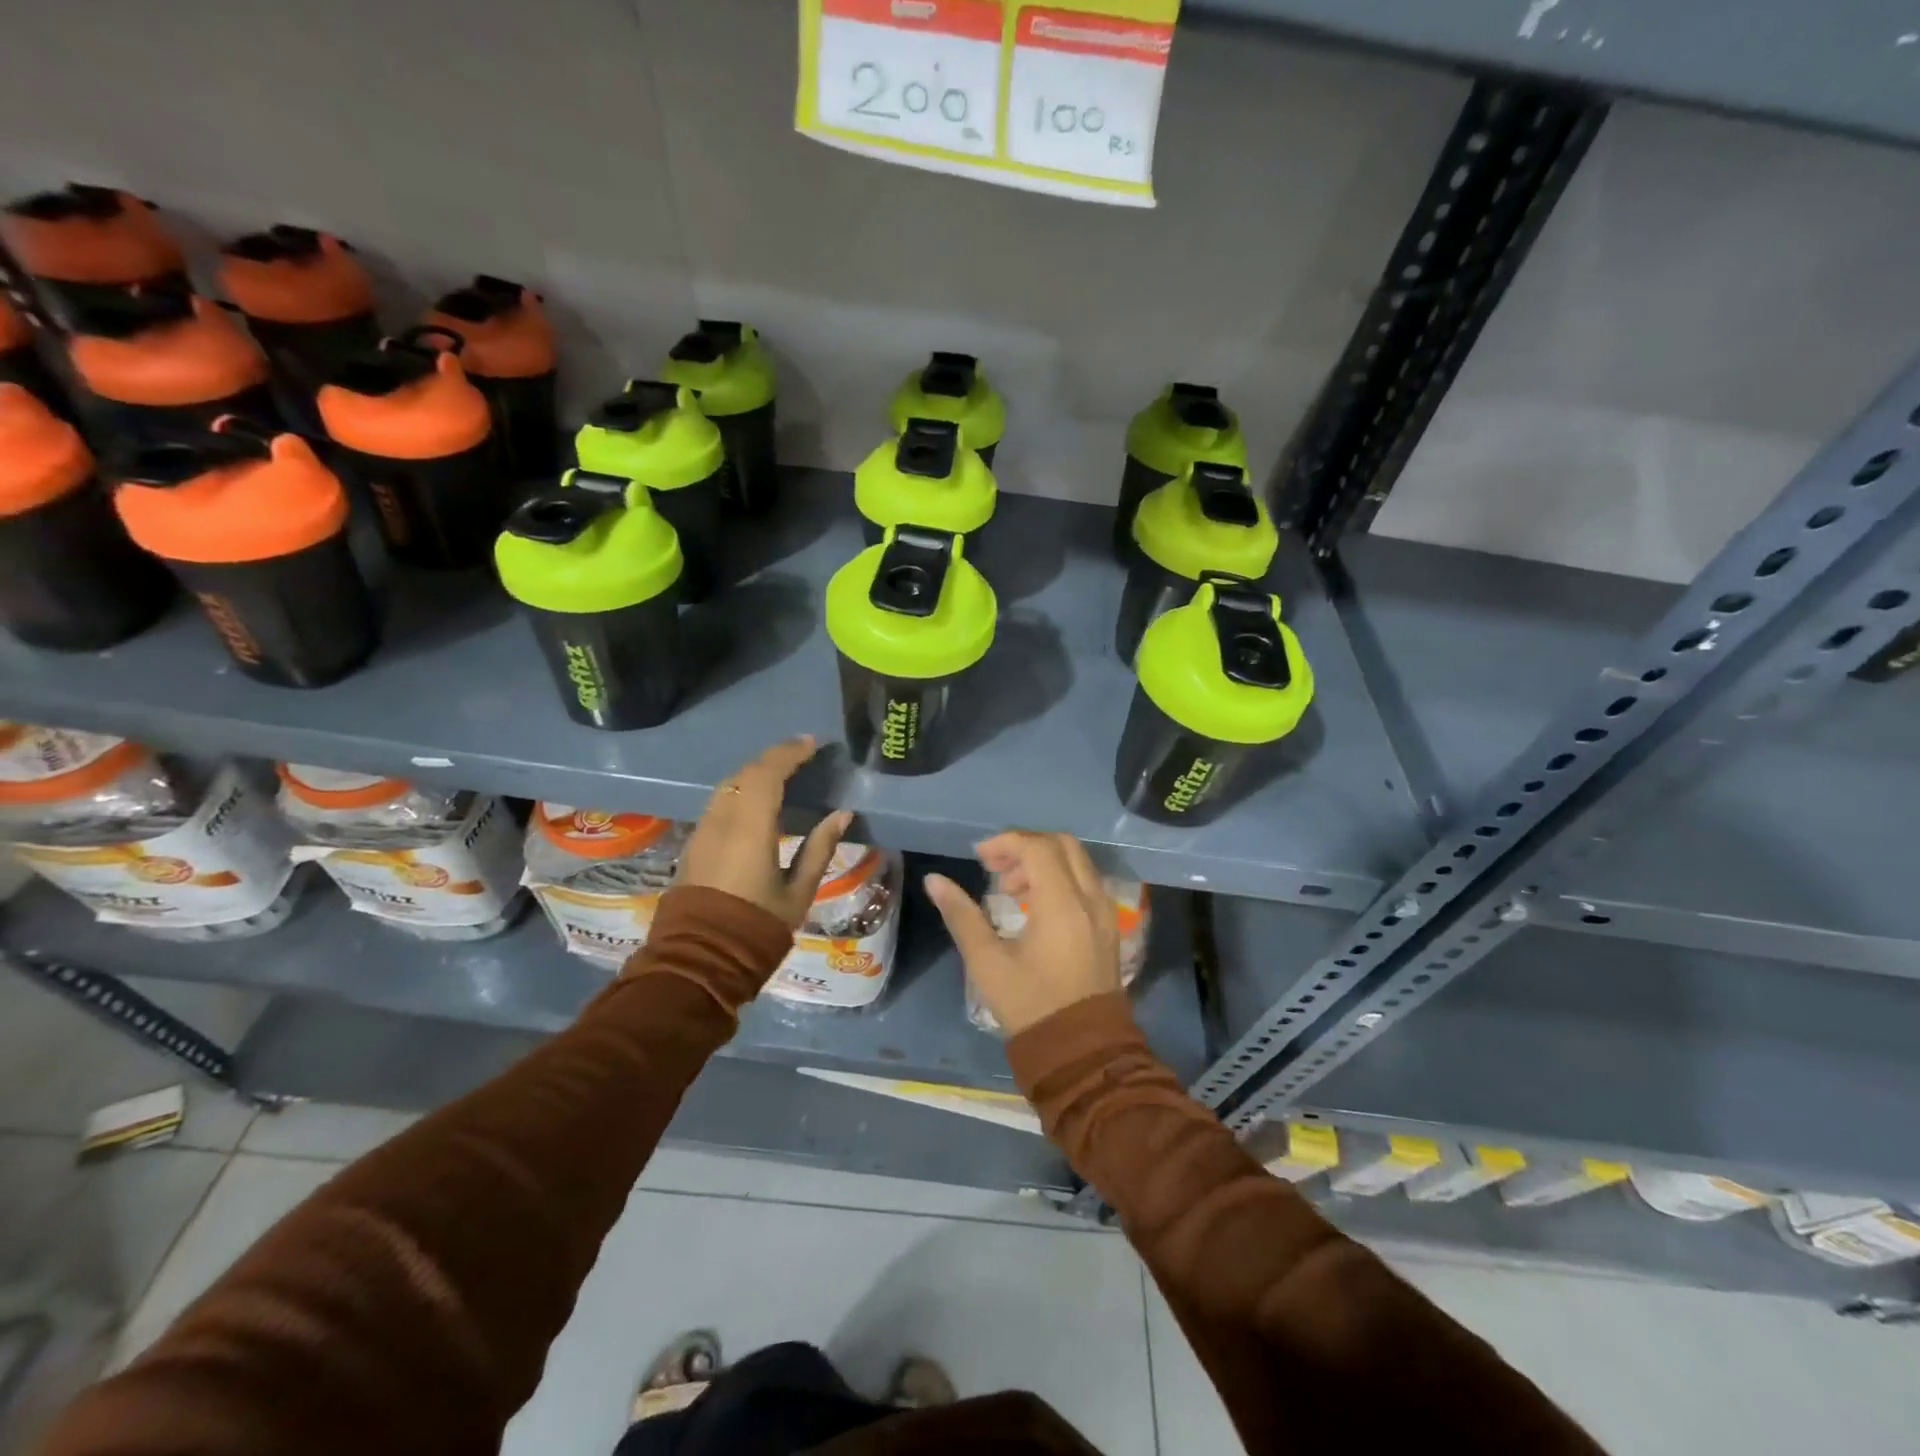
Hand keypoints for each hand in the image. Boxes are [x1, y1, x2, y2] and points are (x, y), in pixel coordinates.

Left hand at [678, 736, 853, 930]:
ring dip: (754, 773)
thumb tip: (842, 814)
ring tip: (781, 773)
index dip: (790, 753)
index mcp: (750, 827)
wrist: (699, 960)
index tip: (812, 743)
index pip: (769, 773)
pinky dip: (741, 791)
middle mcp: (722, 820)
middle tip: (801, 755)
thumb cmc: (756, 928)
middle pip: (745, 774)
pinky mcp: (694, 844)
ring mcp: (703, 831)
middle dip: (773, 758)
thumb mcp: (798, 892)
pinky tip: (757, 801)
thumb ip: (819, 848)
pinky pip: (720, 803)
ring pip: (728, 786)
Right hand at [924, 832, 1122, 1036]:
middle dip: (1026, 846)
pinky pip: (1085, 883)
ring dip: (1043, 862)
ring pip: (1077, 862)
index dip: (1006, 843)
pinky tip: (1033, 905)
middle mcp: (1090, 899)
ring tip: (1009, 889)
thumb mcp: (987, 962)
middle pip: (1062, 844)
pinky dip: (1059, 878)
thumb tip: (934, 881)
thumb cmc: (1031, 1005)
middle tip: (995, 866)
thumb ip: (961, 915)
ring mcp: (1104, 913)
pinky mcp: (1108, 927)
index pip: (1037, 848)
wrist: (1082, 1052)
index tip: (978, 857)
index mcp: (1062, 904)